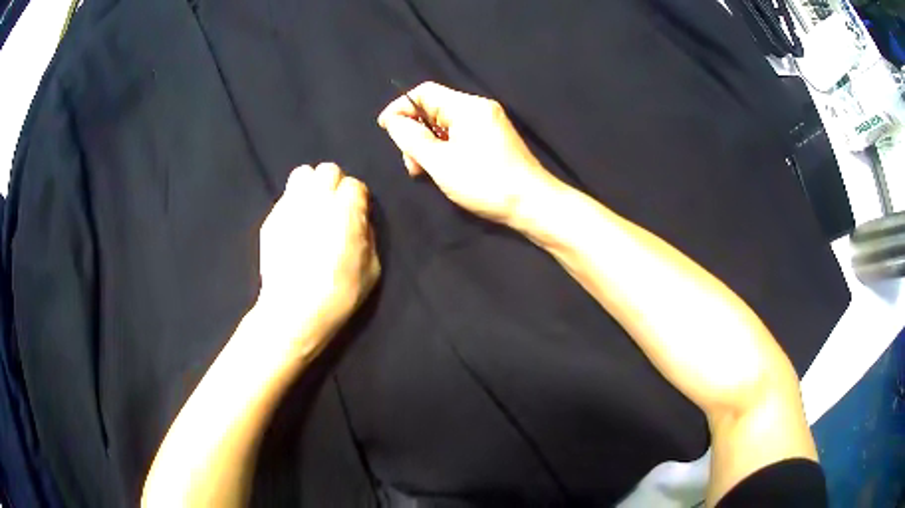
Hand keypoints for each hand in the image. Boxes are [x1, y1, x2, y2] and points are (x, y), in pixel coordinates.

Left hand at [258, 163, 380, 345]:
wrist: (295, 309)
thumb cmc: (340, 292)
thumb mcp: (372, 268)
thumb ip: (368, 235)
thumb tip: (360, 220)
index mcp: (346, 209)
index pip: (355, 184)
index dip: (357, 200)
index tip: (356, 216)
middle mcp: (317, 198)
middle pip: (328, 170)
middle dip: (334, 185)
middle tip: (334, 208)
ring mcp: (290, 205)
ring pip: (302, 174)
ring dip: (311, 186)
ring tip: (312, 208)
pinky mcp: (272, 218)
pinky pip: (286, 198)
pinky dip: (294, 205)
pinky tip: (295, 227)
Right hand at [377, 82, 559, 225]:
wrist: (533, 204)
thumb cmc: (486, 183)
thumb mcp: (440, 162)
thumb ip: (411, 138)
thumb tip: (394, 121)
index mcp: (467, 107)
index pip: (424, 92)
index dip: (400, 107)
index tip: (385, 128)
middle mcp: (479, 109)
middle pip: (433, 109)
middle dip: (415, 133)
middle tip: (411, 164)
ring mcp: (489, 124)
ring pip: (445, 126)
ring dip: (428, 146)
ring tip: (424, 172)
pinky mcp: (493, 140)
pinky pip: (459, 136)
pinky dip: (444, 150)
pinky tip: (442, 171)